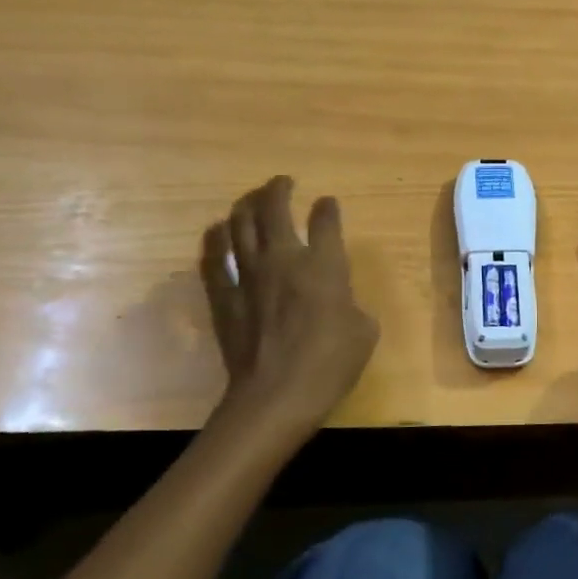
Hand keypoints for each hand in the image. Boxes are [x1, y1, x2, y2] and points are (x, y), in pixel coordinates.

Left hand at [199, 176, 379, 432]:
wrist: (277, 395)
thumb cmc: (331, 364)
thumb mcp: (364, 331)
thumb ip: (351, 302)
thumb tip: (338, 297)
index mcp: (324, 266)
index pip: (325, 221)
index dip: (328, 208)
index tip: (327, 203)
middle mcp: (283, 259)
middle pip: (274, 209)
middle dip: (279, 189)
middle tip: (282, 182)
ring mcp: (248, 275)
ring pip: (240, 224)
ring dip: (246, 205)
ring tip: (251, 200)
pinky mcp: (224, 296)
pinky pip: (213, 258)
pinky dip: (216, 239)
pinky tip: (218, 232)